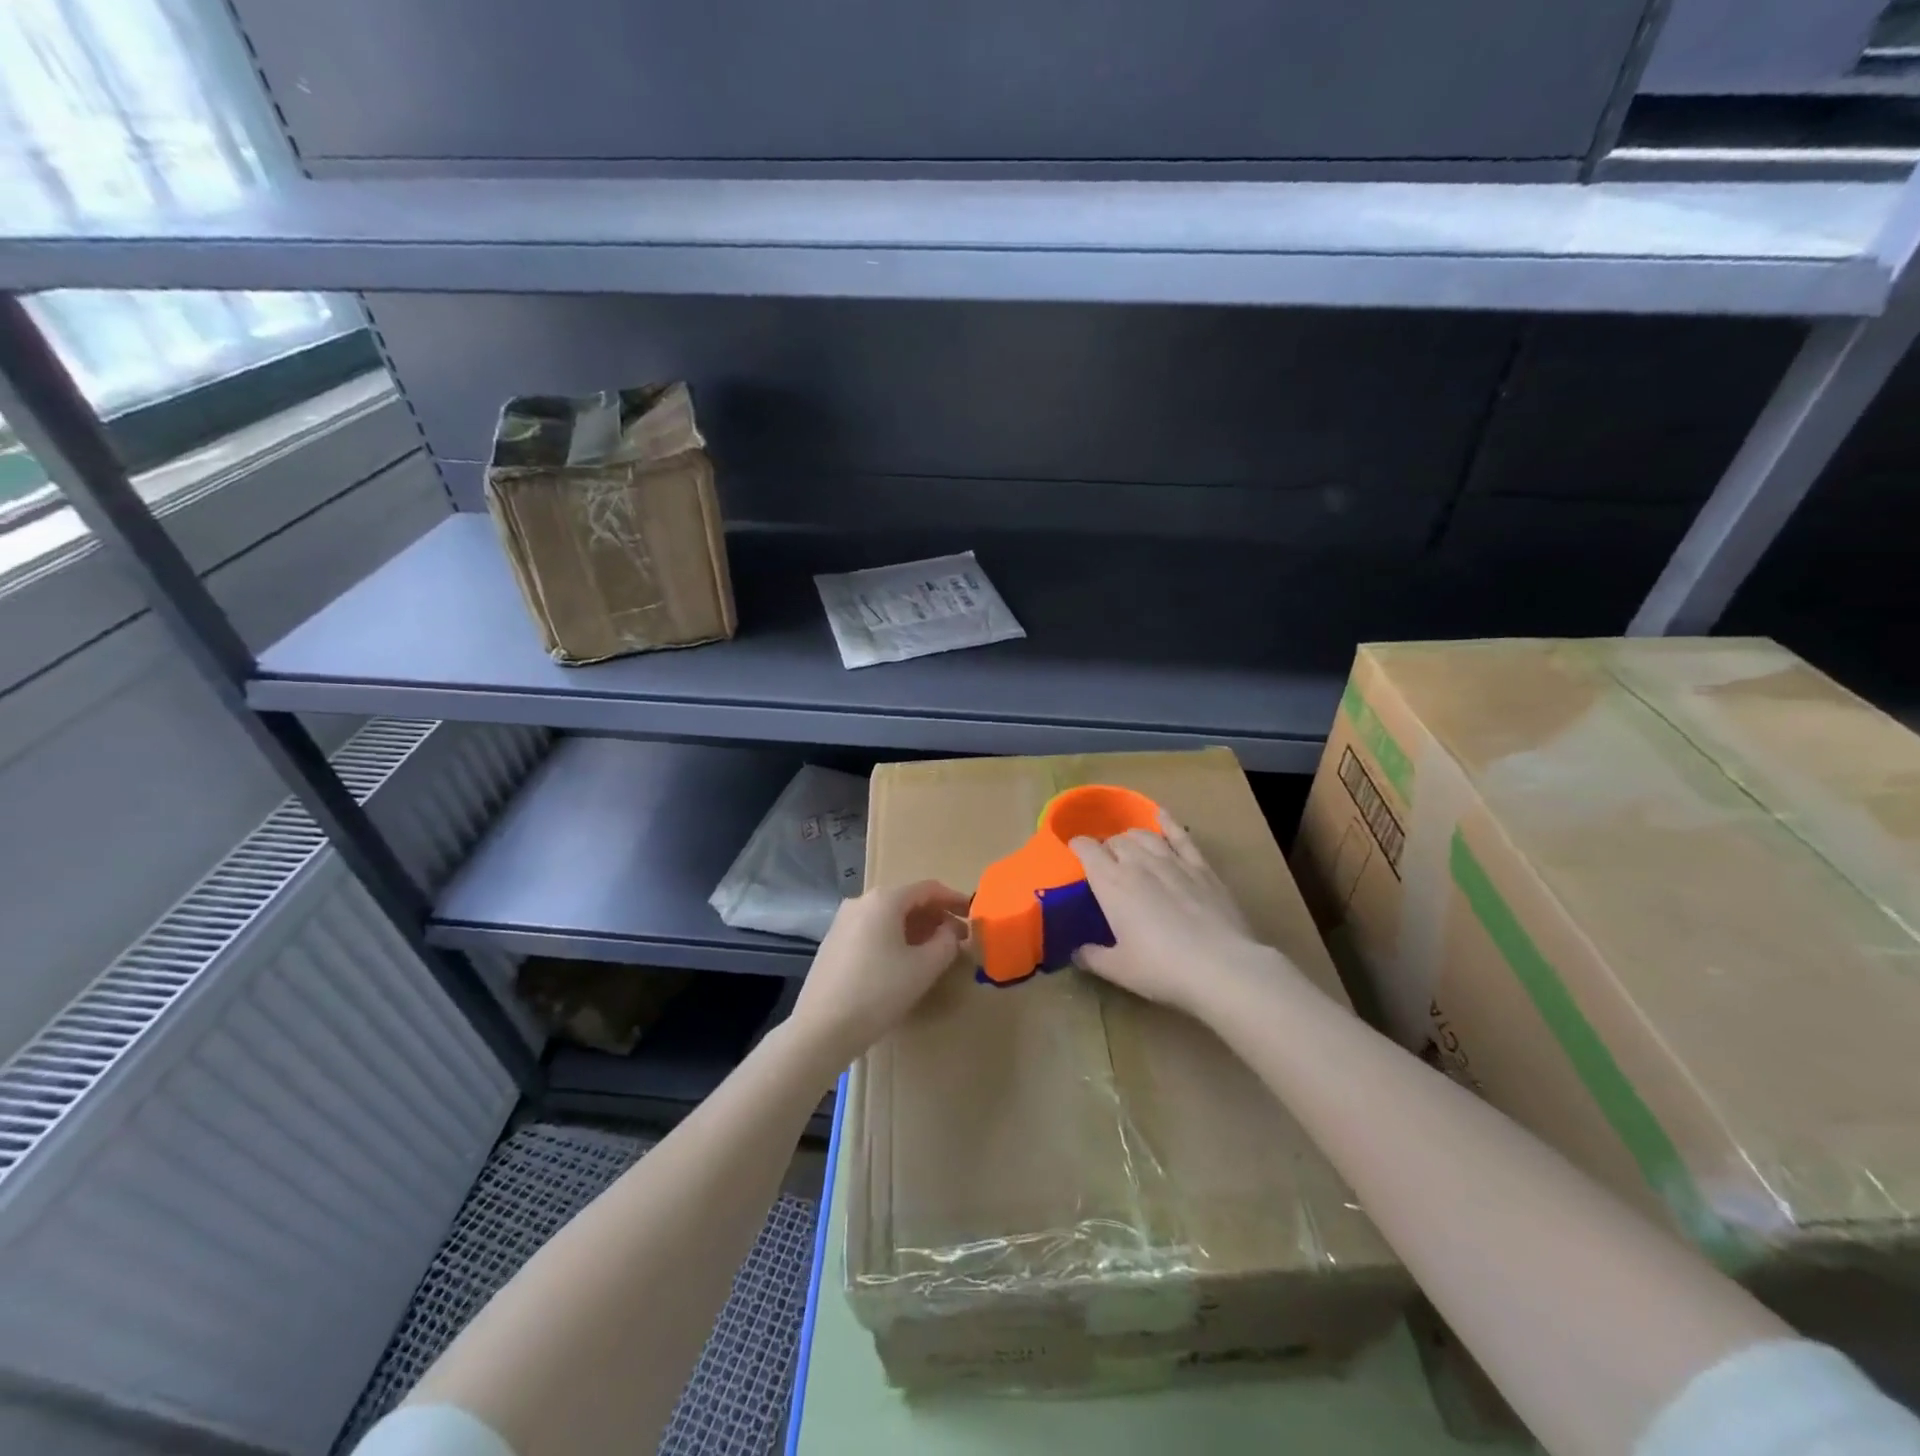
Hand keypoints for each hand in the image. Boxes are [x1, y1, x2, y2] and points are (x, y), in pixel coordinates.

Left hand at [791, 880, 969, 1065]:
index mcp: (884, 899)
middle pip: (907, 900)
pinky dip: (894, 938)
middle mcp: (861, 901)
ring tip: (934, 951)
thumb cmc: (878, 992)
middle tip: (957, 938)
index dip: (954, 900)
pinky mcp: (833, 943)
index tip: (973, 915)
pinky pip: (872, 930)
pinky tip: (903, 961)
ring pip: (888, 916)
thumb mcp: (924, 968)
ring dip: (915, 928)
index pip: (928, 889)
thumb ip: (946, 942)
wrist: (821, 1029)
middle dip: (935, 916)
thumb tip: (951, 930)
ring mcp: (843, 921)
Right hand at [1069, 812, 1291, 1019]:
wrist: (1221, 967)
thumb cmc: (1162, 969)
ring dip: (1131, 838)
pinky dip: (1169, 822)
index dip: (1077, 847)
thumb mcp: (1118, 970)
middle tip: (1105, 865)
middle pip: (1115, 841)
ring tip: (1129, 847)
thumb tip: (1076, 952)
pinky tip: (1162, 815)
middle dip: (1106, 848)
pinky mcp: (1201, 868)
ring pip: (1144, 835)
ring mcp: (1172, 862)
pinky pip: (1181, 836)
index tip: (1073, 853)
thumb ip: (1091, 957)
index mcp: (1111, 884)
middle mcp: (1138, 864)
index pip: (1087, 850)